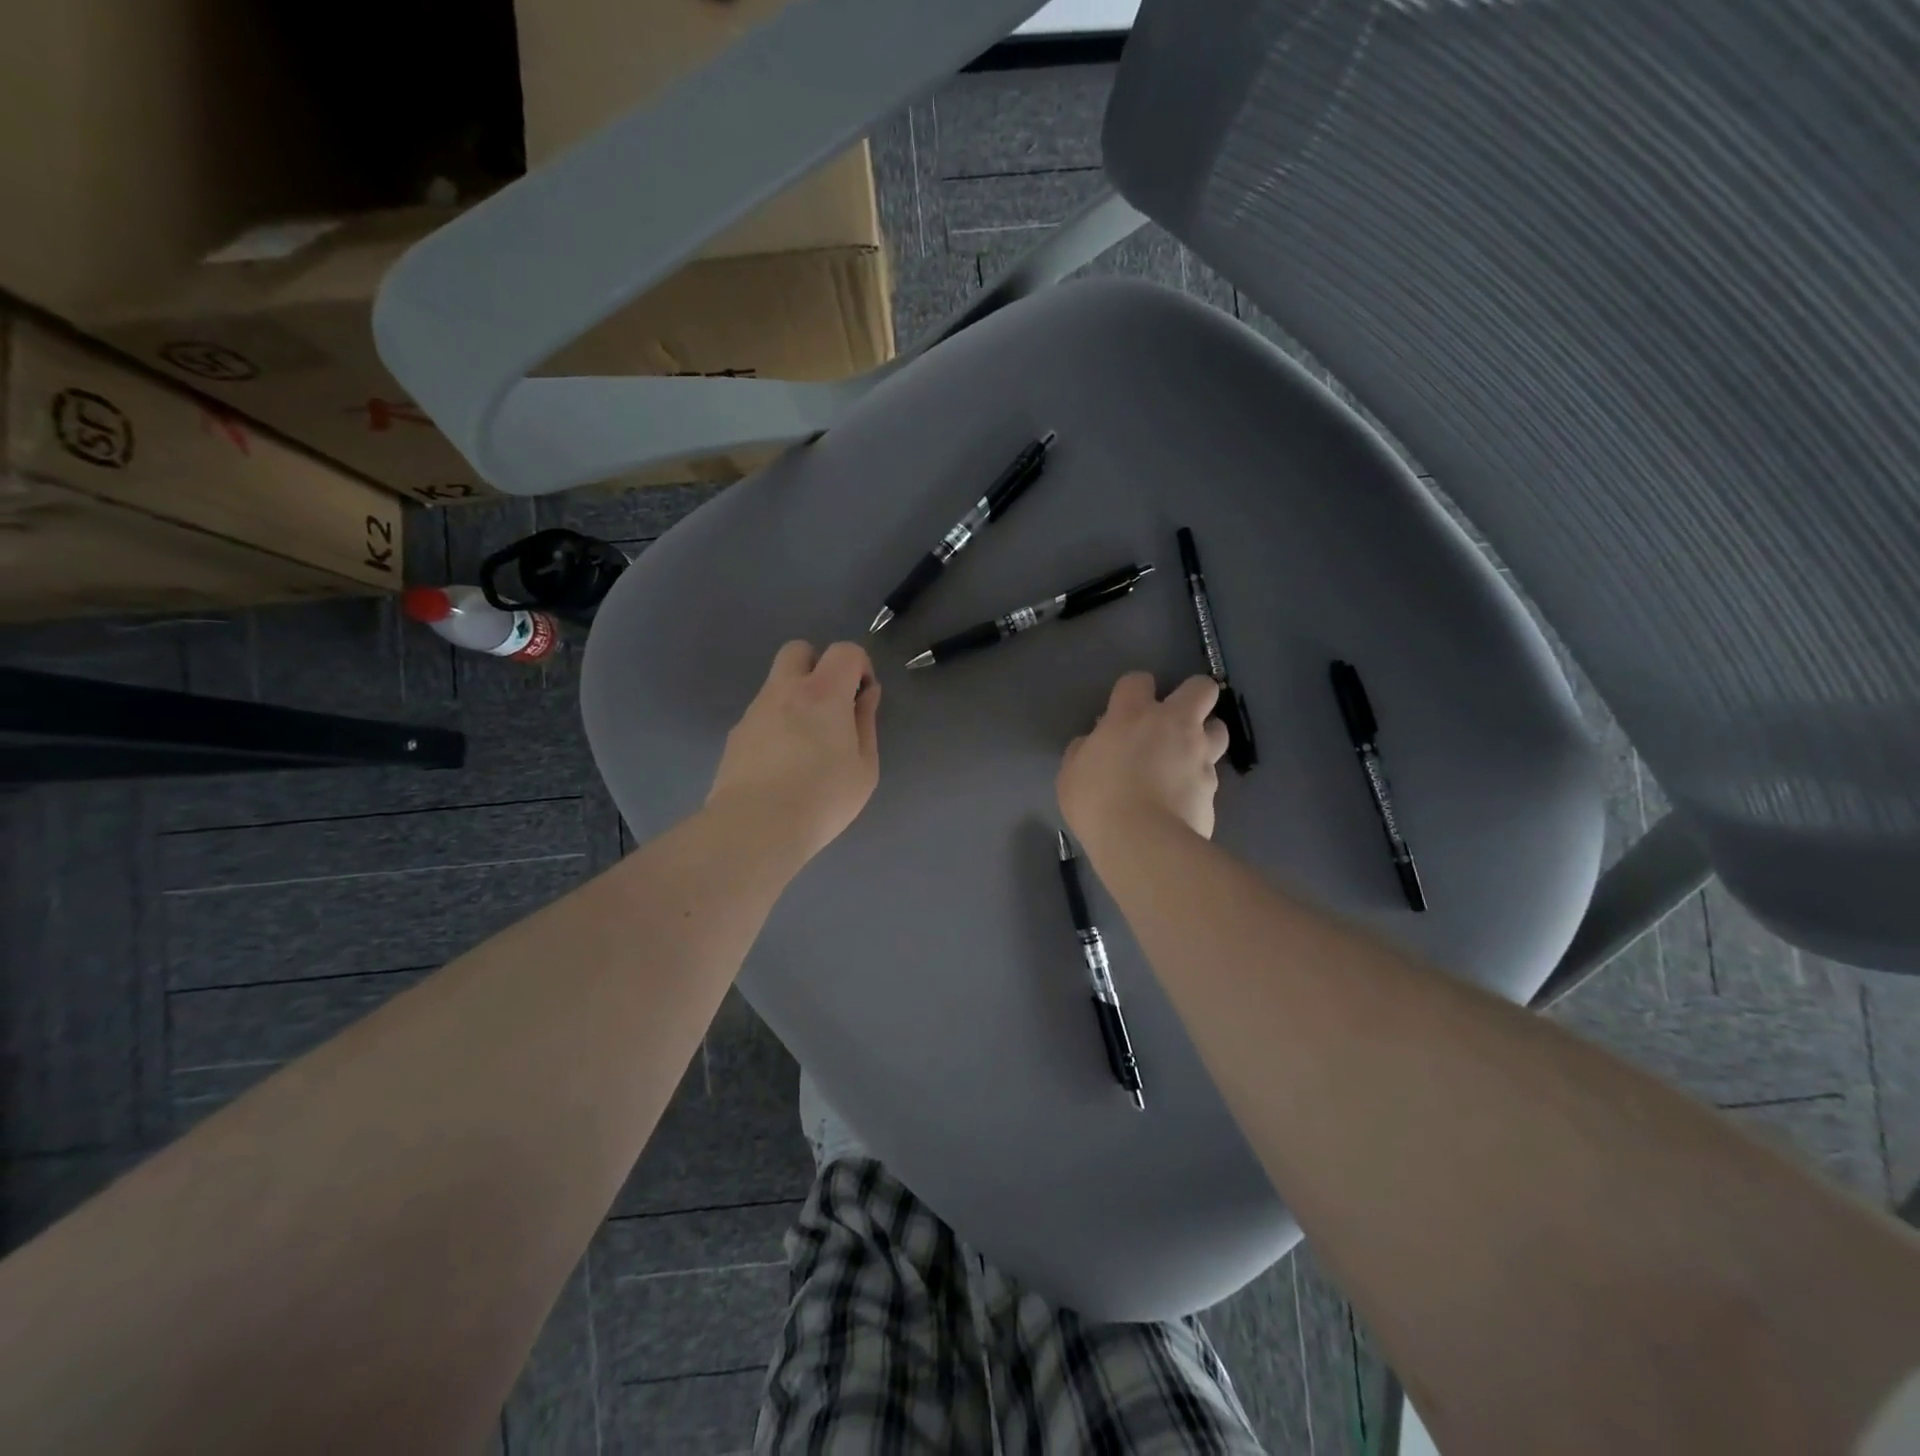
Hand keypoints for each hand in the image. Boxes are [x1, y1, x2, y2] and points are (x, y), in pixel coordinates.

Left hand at [706, 641, 881, 864]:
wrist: (755, 827)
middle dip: (818, 665)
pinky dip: (775, 724)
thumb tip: (866, 695)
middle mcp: (785, 689)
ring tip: (806, 743)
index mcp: (823, 692)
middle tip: (830, 705)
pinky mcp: (736, 734)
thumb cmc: (823, 798)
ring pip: (776, 683)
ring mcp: (755, 710)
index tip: (862, 697)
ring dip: (795, 697)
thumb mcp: (864, 767)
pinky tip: (782, 763)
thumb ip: (866, 723)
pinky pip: (761, 714)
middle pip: (799, 650)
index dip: (859, 666)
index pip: (844, 650)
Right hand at [1058, 673, 1229, 854]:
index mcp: (1132, 715)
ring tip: (1188, 756)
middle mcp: (1173, 725)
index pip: (1139, 680)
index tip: (1126, 708)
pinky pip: (1211, 773)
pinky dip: (1199, 780)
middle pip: (1201, 688)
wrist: (1143, 842)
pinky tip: (1184, 797)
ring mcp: (1199, 754)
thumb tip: (1095, 742)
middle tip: (1175, 719)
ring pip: (1218, 728)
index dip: (1135, 690)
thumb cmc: (1097, 802)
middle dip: (1193, 696)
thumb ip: (1085, 750)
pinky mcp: (1213, 786)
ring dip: (1206, 735)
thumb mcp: (1071, 774)